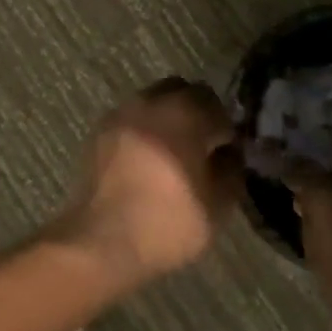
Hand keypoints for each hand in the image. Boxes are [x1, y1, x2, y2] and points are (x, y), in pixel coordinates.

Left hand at [54, 78, 241, 288]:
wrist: (102, 239)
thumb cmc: (167, 222)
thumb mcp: (217, 205)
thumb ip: (231, 169)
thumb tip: (228, 153)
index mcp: (184, 113)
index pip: (215, 104)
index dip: (225, 128)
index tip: (226, 153)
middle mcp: (150, 101)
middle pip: (182, 91)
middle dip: (197, 113)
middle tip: (201, 148)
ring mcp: (121, 113)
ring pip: (154, 101)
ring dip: (168, 118)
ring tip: (172, 154)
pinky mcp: (100, 130)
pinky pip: (131, 118)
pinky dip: (144, 129)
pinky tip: (146, 161)